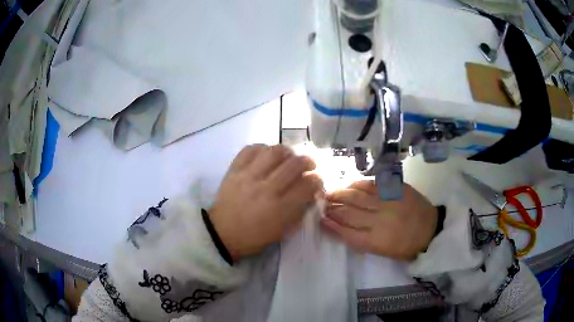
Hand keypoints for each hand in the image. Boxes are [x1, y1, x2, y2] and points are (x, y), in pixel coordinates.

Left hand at [209, 144, 323, 260]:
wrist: (223, 234)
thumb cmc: (255, 236)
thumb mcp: (282, 231)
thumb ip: (299, 211)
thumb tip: (311, 192)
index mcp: (280, 208)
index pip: (307, 185)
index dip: (317, 180)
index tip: (316, 180)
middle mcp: (266, 188)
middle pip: (294, 164)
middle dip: (307, 161)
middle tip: (308, 164)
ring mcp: (248, 177)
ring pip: (274, 152)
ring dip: (287, 151)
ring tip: (288, 156)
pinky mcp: (234, 170)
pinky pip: (250, 150)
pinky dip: (262, 148)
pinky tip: (266, 155)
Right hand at [322, 181, 437, 260]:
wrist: (431, 229)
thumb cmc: (406, 246)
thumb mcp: (384, 252)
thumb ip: (362, 241)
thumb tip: (341, 229)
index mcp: (377, 240)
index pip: (347, 233)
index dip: (332, 226)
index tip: (320, 219)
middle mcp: (380, 220)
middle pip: (349, 213)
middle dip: (333, 208)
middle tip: (320, 203)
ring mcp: (388, 202)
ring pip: (358, 197)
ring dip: (341, 194)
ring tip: (329, 192)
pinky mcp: (396, 189)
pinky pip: (373, 185)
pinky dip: (358, 184)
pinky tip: (349, 184)